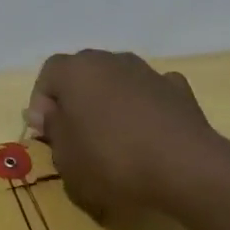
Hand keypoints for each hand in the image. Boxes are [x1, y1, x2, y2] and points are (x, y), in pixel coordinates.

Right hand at [27, 50, 229, 217]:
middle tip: (75, 134)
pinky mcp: (179, 89)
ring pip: (117, 80)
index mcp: (76, 71)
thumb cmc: (112, 160)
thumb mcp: (65, 157)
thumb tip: (50, 114)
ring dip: (109, 101)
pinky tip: (147, 133)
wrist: (187, 168)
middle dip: (75, 99)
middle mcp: (110, 60)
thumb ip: (53, 129)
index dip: (42, 103)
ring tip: (113, 137)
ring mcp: (147, 72)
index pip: (48, 74)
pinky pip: (149, 93)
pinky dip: (143, 107)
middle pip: (83, 73)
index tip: (46, 133)